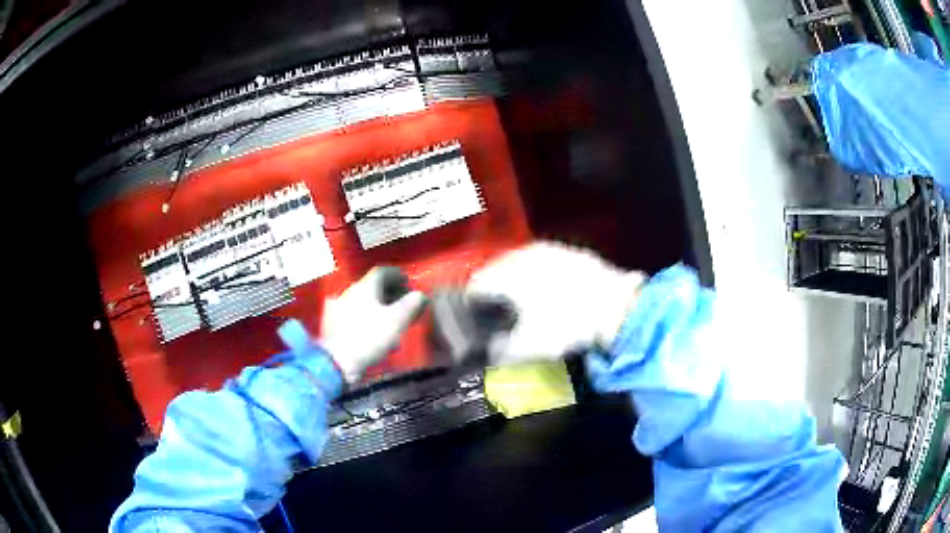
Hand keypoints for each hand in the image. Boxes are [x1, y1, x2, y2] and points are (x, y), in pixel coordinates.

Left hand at [320, 267, 425, 381]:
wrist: (338, 361)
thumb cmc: (370, 337)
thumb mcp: (397, 320)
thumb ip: (411, 304)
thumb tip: (420, 294)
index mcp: (365, 286)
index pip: (382, 271)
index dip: (398, 275)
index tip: (409, 283)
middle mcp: (350, 291)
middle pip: (373, 286)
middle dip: (390, 294)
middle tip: (403, 304)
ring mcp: (339, 307)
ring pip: (364, 302)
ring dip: (380, 308)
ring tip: (392, 323)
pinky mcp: (333, 323)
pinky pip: (355, 315)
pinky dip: (367, 318)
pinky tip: (373, 332)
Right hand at [467, 242, 644, 364]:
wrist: (618, 307)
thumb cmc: (566, 326)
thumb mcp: (529, 347)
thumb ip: (502, 350)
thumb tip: (492, 350)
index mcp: (506, 274)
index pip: (476, 284)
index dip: (471, 304)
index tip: (475, 319)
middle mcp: (523, 255)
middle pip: (496, 269)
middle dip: (493, 289)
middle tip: (497, 311)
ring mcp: (549, 249)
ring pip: (521, 262)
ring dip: (516, 279)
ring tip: (522, 300)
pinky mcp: (571, 251)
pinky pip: (545, 261)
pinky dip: (540, 274)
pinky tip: (550, 290)